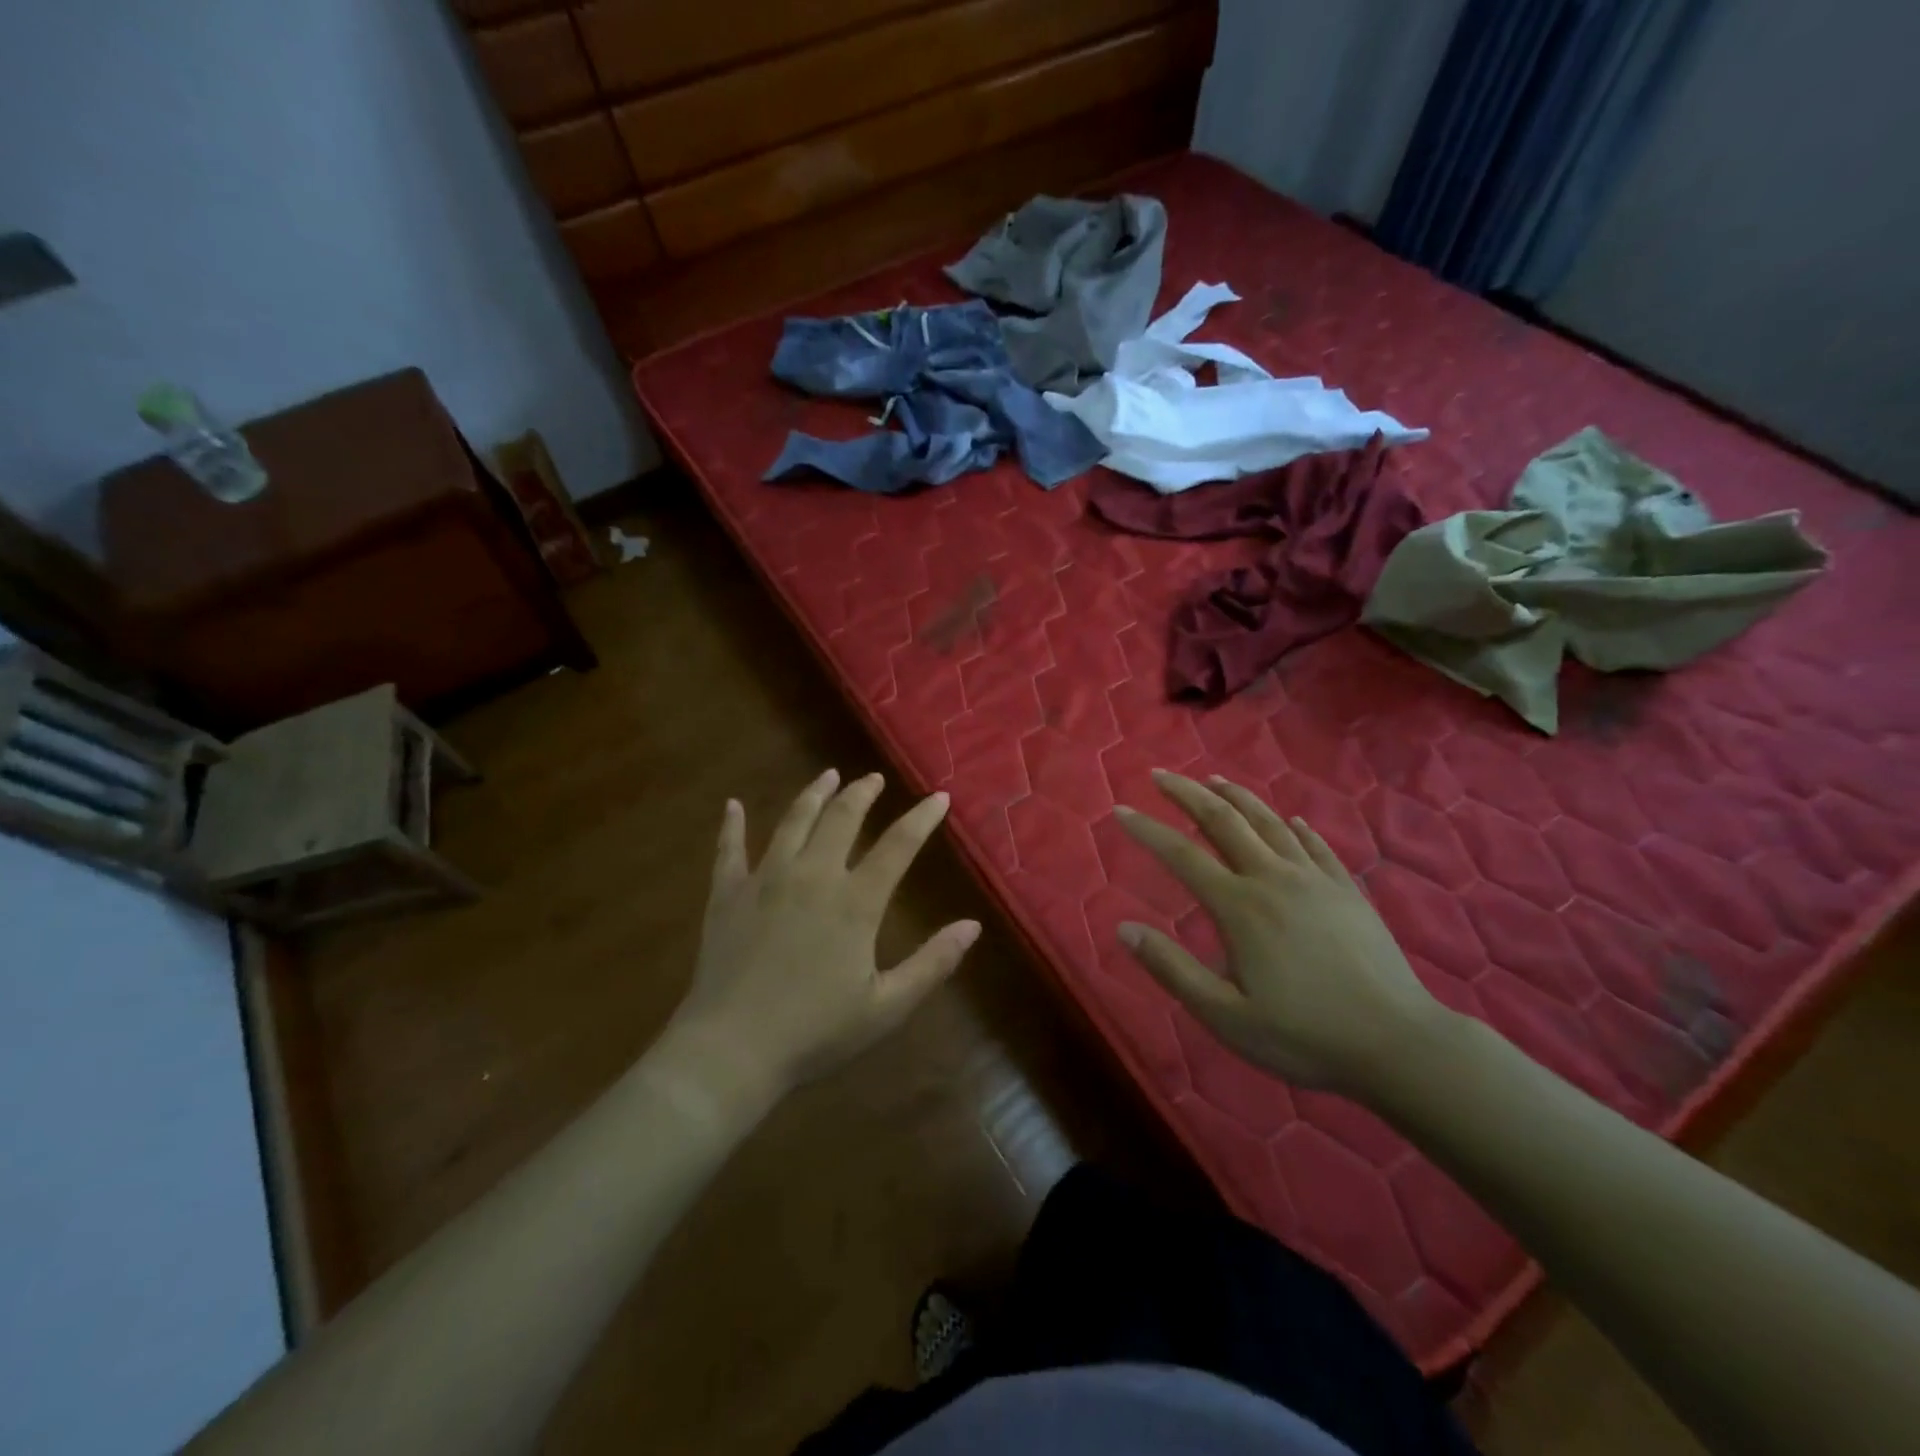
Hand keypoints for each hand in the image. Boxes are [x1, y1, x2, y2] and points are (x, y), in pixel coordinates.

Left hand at [667, 769, 980, 1096]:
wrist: (732, 1050)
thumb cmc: (816, 1033)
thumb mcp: (887, 1007)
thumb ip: (933, 963)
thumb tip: (973, 926)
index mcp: (855, 902)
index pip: (898, 846)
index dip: (922, 818)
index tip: (938, 796)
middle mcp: (812, 876)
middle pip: (842, 819)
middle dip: (862, 793)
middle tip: (874, 778)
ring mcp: (765, 880)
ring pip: (793, 822)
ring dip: (813, 794)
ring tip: (827, 776)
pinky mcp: (727, 894)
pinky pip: (729, 849)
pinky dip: (731, 825)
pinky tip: (732, 805)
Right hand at [1115, 770, 1449, 1095]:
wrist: (1398, 1044)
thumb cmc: (1303, 1036)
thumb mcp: (1225, 1016)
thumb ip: (1172, 969)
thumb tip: (1123, 929)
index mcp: (1239, 906)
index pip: (1181, 855)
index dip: (1146, 829)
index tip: (1120, 810)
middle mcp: (1274, 878)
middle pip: (1224, 821)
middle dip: (1187, 793)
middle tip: (1161, 774)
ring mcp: (1316, 880)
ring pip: (1269, 823)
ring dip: (1237, 796)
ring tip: (1215, 779)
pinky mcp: (1348, 891)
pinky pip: (1316, 845)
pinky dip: (1295, 827)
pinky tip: (1290, 820)